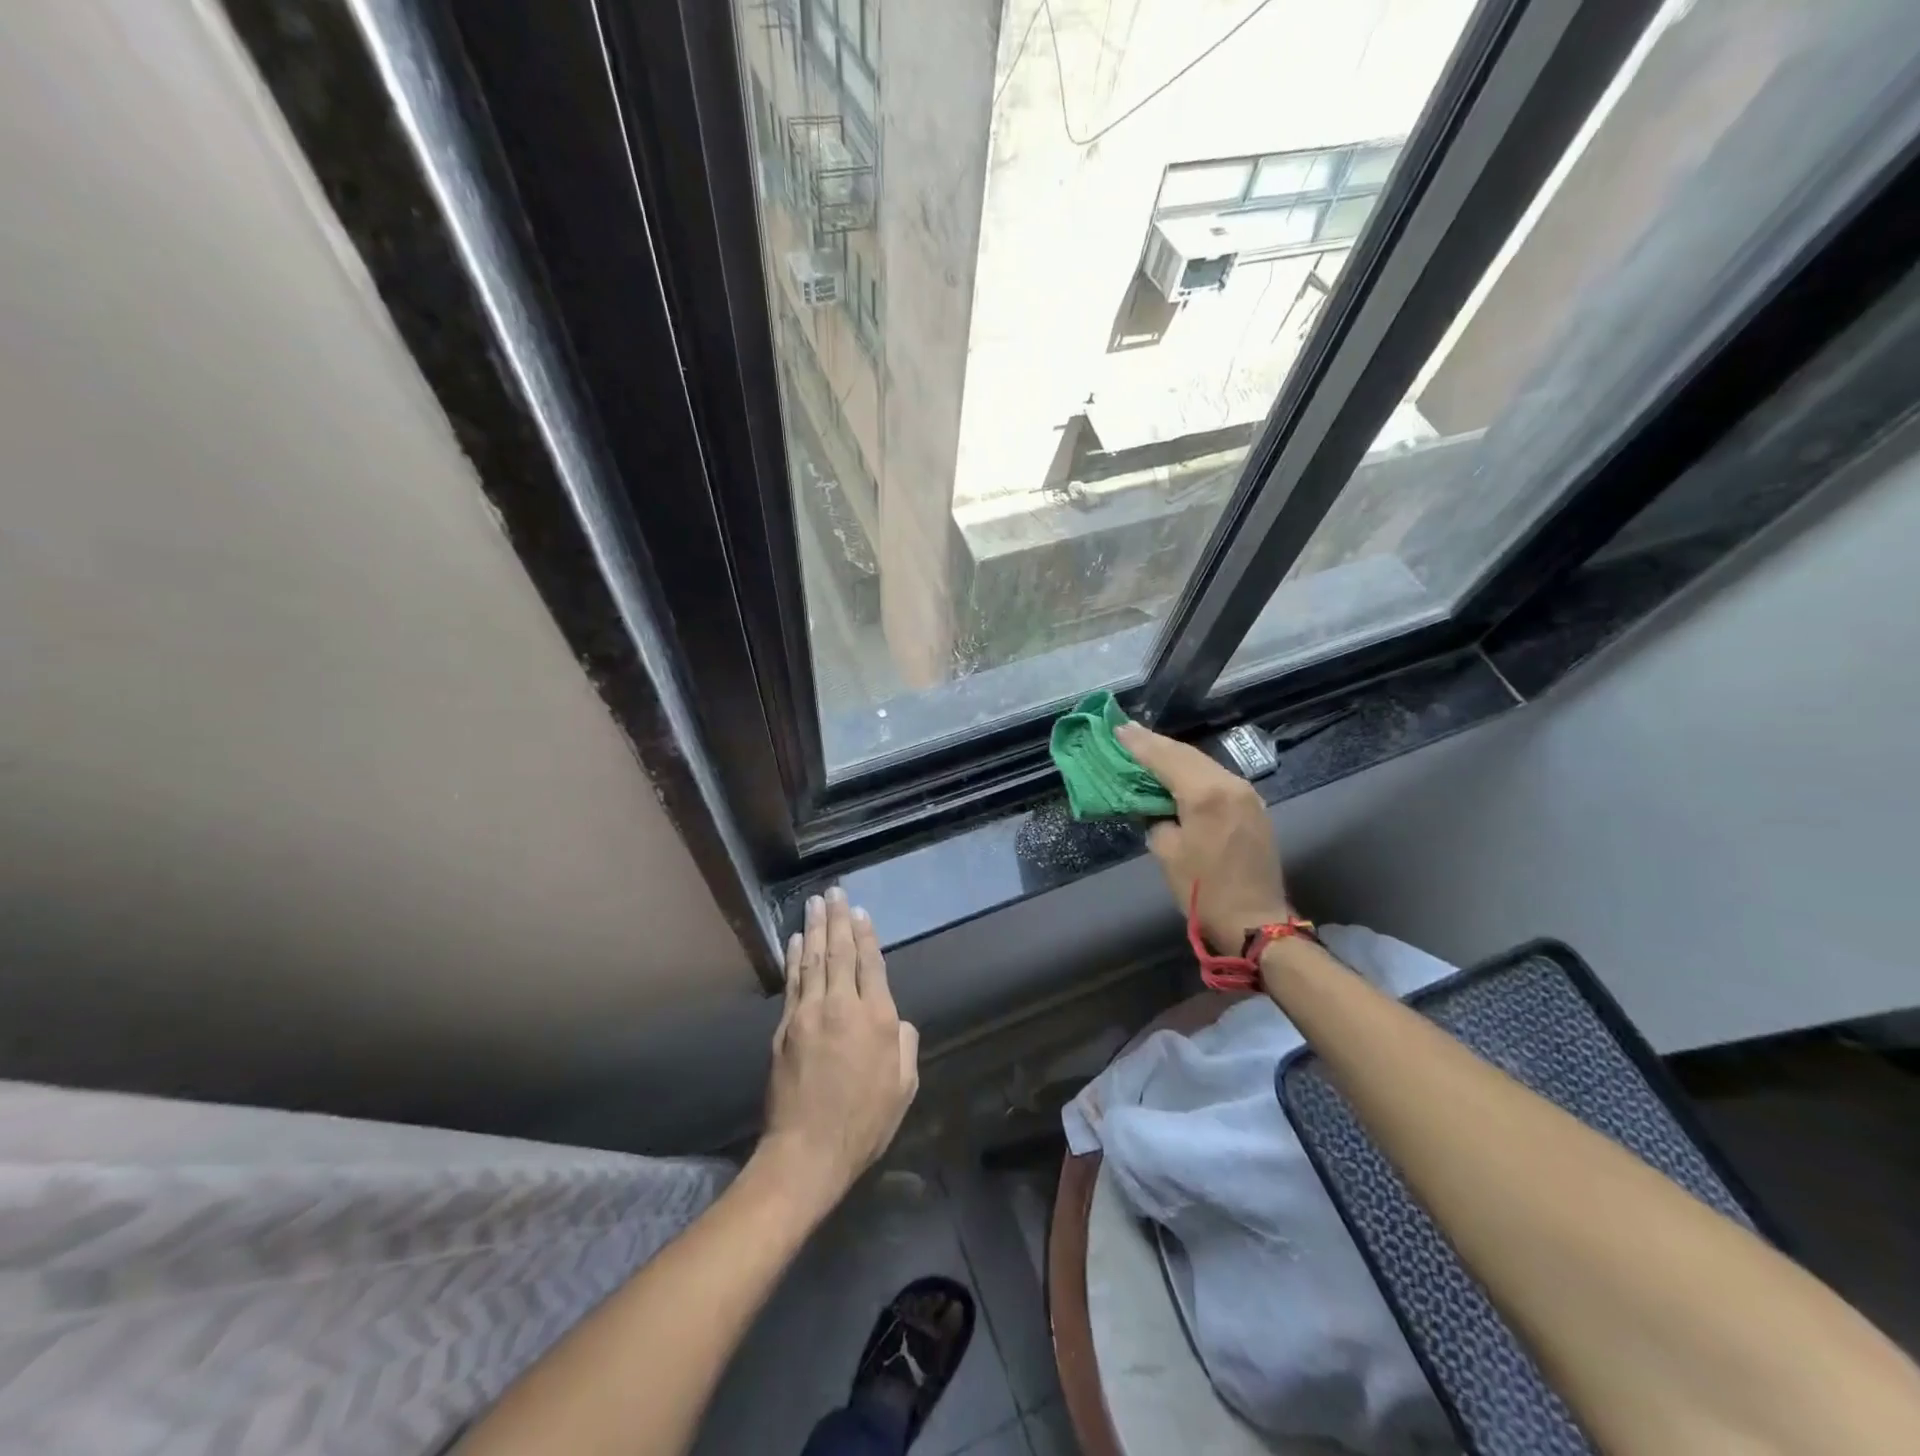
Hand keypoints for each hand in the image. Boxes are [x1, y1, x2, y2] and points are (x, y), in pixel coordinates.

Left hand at [759, 888, 919, 1214]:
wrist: (808, 1151)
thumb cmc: (864, 1123)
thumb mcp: (903, 1087)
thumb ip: (905, 1044)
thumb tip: (897, 1018)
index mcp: (877, 1019)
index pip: (870, 964)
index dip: (866, 935)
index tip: (861, 911)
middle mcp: (842, 1006)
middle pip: (839, 952)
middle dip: (838, 919)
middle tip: (835, 891)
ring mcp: (809, 1014)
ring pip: (812, 960)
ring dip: (814, 928)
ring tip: (815, 903)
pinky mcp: (785, 1027)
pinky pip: (792, 982)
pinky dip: (793, 958)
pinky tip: (794, 940)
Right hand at [1116, 722, 1291, 953]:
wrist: (1255, 921)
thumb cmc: (1204, 891)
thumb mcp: (1167, 852)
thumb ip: (1156, 818)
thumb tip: (1155, 806)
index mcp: (1206, 794)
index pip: (1166, 758)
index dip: (1139, 744)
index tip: (1118, 728)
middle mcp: (1230, 784)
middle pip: (1187, 754)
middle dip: (1156, 744)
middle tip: (1128, 732)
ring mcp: (1246, 794)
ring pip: (1204, 763)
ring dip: (1175, 756)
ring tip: (1148, 747)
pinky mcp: (1253, 807)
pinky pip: (1217, 778)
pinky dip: (1193, 771)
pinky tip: (1177, 771)